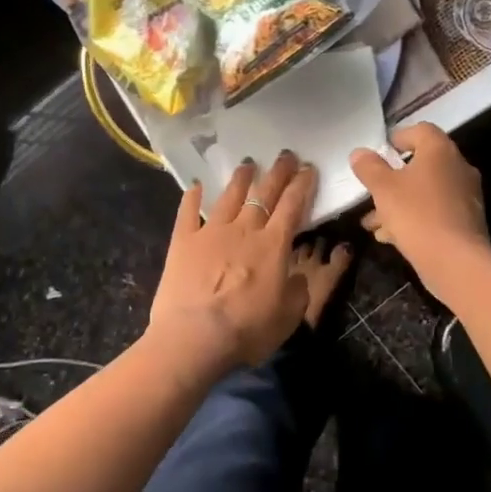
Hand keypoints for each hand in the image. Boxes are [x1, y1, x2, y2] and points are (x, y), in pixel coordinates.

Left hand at [148, 151, 316, 371]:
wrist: (195, 336)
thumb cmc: (247, 329)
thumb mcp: (289, 317)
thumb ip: (297, 291)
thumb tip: (294, 276)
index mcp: (273, 246)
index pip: (292, 206)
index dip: (302, 185)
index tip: (308, 168)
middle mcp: (244, 230)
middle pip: (264, 194)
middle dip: (277, 172)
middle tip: (285, 155)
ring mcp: (210, 232)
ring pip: (229, 197)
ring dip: (240, 178)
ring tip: (247, 164)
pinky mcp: (182, 242)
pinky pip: (188, 212)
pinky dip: (192, 197)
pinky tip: (195, 185)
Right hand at [349, 124, 490, 301]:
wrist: (456, 261)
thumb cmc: (417, 214)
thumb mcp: (383, 188)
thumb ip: (369, 167)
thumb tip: (360, 153)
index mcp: (440, 151)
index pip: (421, 130)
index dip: (398, 137)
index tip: (380, 153)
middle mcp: (458, 167)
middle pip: (421, 164)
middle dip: (393, 179)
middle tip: (372, 191)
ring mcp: (465, 195)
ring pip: (425, 191)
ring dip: (399, 202)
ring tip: (373, 222)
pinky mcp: (466, 221)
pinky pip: (434, 211)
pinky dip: (414, 218)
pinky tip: (391, 237)